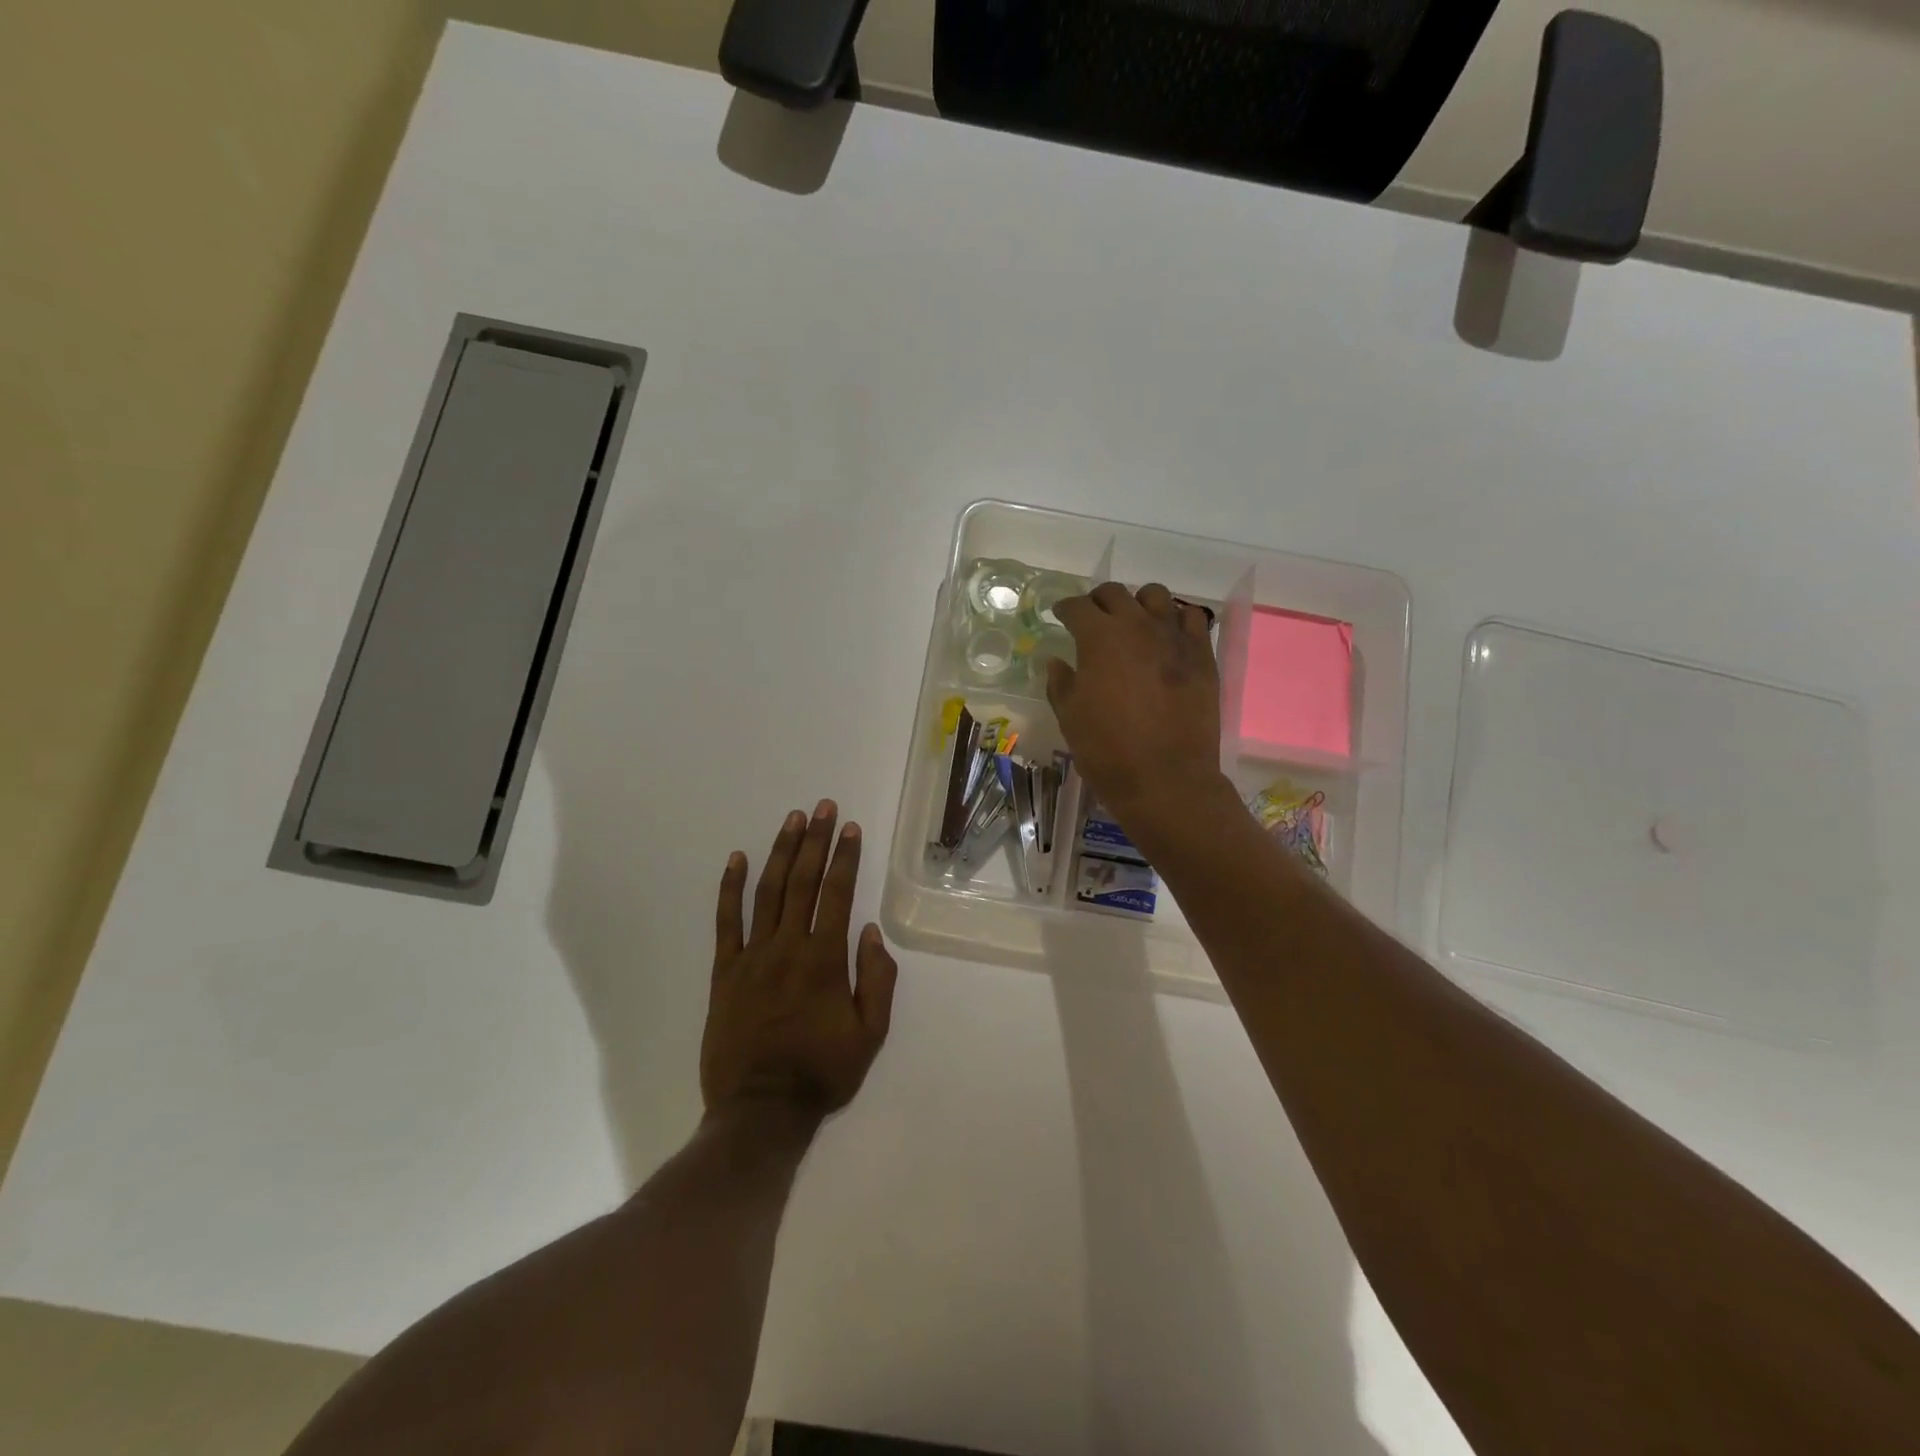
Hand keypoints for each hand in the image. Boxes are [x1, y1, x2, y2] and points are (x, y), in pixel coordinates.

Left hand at [702, 801, 897, 1122]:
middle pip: (803, 882)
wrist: (759, 1111)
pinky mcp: (724, 971)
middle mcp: (788, 947)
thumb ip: (877, 980)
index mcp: (825, 960)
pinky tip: (736, 858)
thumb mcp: (870, 1035)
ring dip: (781, 852)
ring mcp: (752, 956)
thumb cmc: (821, 1073)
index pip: (837, 894)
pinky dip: (729, 888)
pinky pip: (725, 921)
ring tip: (792, 820)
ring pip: (767, 892)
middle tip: (823, 807)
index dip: (845, 858)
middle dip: (816, 841)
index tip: (850, 828)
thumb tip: (871, 931)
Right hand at [1048, 582, 1224, 821]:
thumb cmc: (1108, 751)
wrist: (1166, 780)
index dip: (1065, 608)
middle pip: (1115, 594)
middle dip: (1098, 601)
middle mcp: (1138, 626)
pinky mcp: (1202, 655)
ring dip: (1138, 604)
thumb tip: (1057, 662)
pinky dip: (1176, 620)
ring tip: (1133, 623)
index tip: (1061, 616)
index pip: (1077, 607)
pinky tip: (1168, 637)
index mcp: (1099, 638)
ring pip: (1156, 596)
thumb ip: (1060, 683)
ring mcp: (1175, 637)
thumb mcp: (1070, 718)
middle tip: (1093, 619)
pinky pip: (1192, 618)